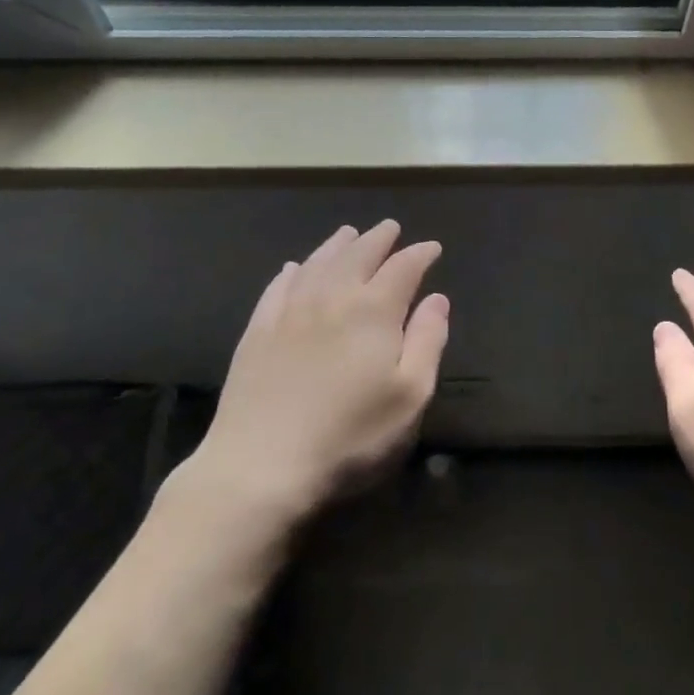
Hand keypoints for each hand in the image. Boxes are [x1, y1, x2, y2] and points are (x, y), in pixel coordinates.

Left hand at [167, 221, 448, 532]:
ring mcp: (288, 314)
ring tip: (348, 233)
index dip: (419, 255)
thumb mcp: (410, 396)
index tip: (432, 247)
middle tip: (390, 227)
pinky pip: (277, 288)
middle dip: (378, 240)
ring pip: (316, 264)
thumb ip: (428, 341)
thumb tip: (437, 299)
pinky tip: (294, 268)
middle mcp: (331, 299)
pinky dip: (292, 272)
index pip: (402, 269)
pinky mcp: (256, 334)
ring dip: (336, 246)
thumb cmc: (351, 436)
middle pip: (357, 256)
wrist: (260, 466)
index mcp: (373, 311)